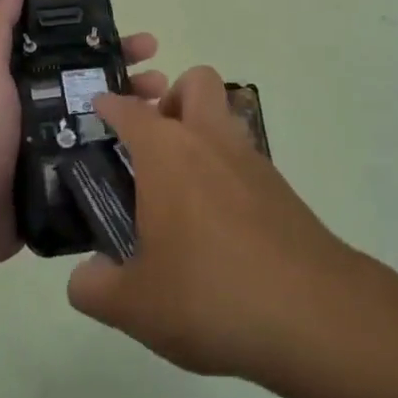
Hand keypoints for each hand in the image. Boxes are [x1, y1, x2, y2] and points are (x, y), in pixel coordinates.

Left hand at [0, 0, 163, 281]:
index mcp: (21, 80)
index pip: (71, 51)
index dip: (105, 41)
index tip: (139, 40)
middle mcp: (37, 108)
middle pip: (92, 85)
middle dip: (128, 77)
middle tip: (161, 77)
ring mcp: (49, 148)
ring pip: (99, 121)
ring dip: (132, 113)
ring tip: (163, 111)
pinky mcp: (57, 183)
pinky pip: (95, 161)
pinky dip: (122, 153)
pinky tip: (153, 152)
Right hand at [67, 67, 354, 380]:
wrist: (313, 314)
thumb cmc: (210, 294)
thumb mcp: (135, 305)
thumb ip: (95, 288)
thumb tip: (84, 279)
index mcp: (167, 152)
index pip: (130, 110)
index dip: (110, 106)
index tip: (98, 112)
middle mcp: (209, 141)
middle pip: (195, 82)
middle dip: (171, 99)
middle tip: (151, 147)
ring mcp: (251, 161)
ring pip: (224, 119)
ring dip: (201, 136)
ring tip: (179, 196)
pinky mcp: (281, 189)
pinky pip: (244, 161)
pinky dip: (225, 175)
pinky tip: (215, 229)